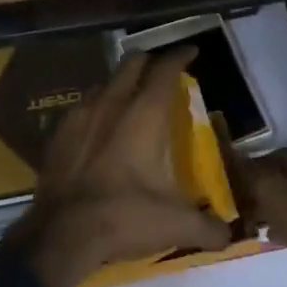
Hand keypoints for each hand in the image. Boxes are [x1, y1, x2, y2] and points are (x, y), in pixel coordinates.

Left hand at [9, 48, 232, 286]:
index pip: (166, 69)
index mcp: (145, 114)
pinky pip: (83, 107)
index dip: (180, 56)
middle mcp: (113, 104)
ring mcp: (81, 115)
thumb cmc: (124, 217)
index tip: (191, 51)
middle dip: (150, 61)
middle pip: (132, 64)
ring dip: (121, 84)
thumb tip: (228, 235)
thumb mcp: (175, 225)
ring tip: (131, 98)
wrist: (59, 235)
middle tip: (162, 71)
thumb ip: (208, 228)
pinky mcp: (58, 133)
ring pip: (105, 83)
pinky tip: (99, 127)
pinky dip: (97, 108)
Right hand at [231, 139, 286, 286]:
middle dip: (267, 191)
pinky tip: (275, 235)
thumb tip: (233, 162)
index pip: (279, 155)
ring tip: (257, 223)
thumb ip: (251, 175)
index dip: (255, 171)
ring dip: (279, 208)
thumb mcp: (273, 194)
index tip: (238, 187)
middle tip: (247, 207)